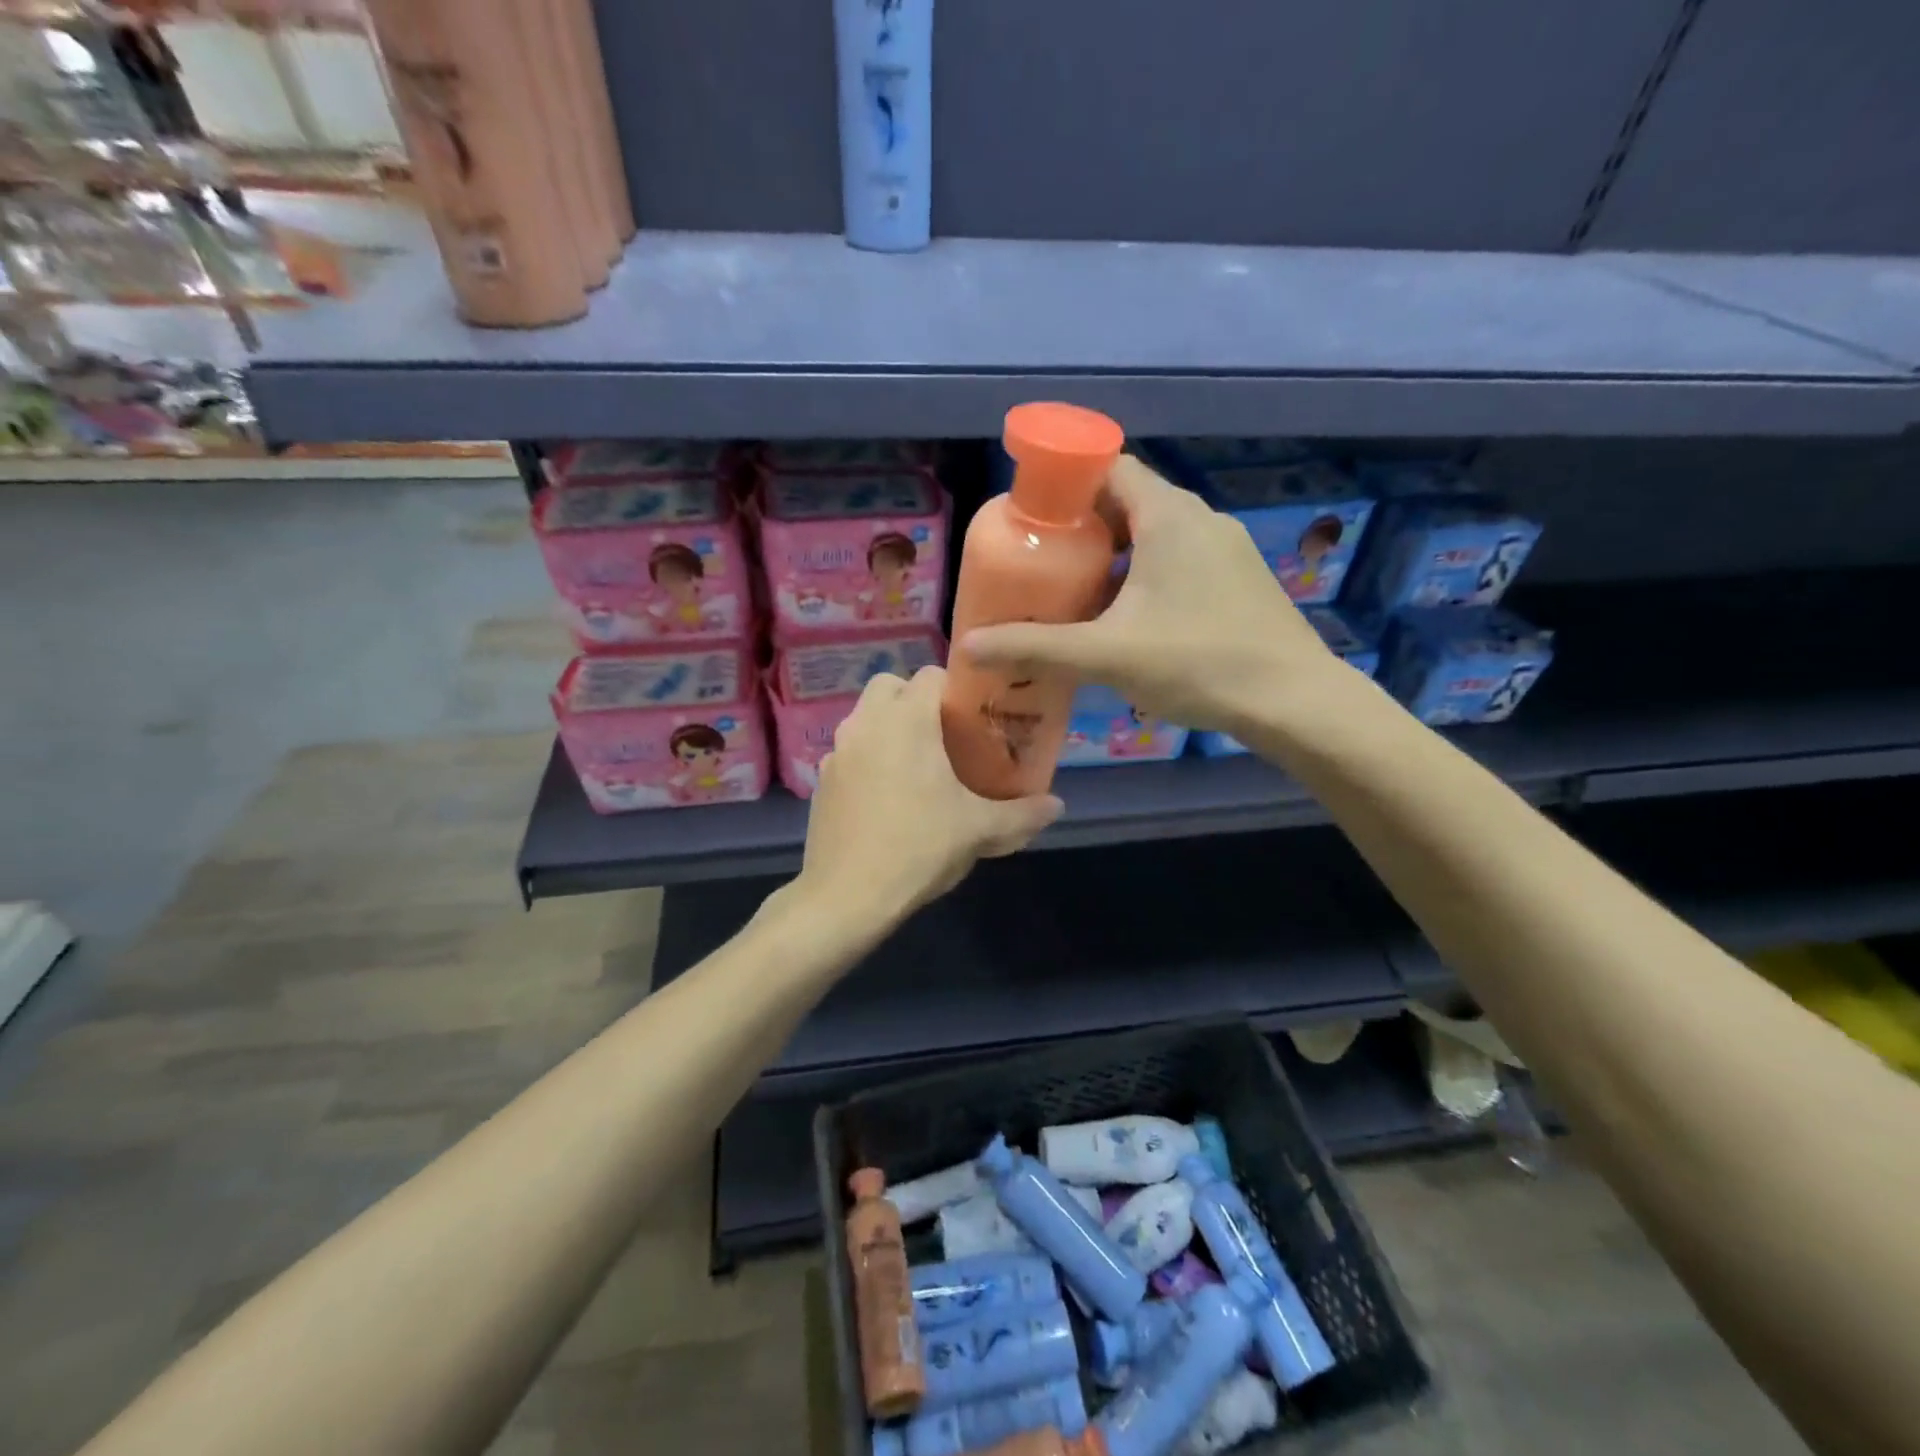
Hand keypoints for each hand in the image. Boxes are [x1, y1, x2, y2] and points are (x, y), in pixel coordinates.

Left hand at [798, 666, 1061, 918]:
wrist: (847, 895)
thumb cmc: (919, 847)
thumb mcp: (979, 830)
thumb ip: (1022, 813)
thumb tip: (1057, 805)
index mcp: (906, 720)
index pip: (930, 675)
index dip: (955, 690)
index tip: (972, 719)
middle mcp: (866, 723)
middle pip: (889, 686)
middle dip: (914, 700)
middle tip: (942, 737)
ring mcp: (837, 751)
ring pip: (865, 718)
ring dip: (888, 727)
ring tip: (916, 768)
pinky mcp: (821, 780)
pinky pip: (849, 752)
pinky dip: (867, 758)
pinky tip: (884, 797)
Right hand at [961, 456, 1359, 734]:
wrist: (1294, 701)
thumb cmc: (1198, 661)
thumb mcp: (1106, 655)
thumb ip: (1035, 648)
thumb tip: (969, 646)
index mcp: (1167, 515)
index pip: (1108, 466)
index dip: (1065, 481)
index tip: (1030, 514)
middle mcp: (1199, 519)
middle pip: (1127, 502)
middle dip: (1081, 526)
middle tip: (1042, 560)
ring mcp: (1224, 549)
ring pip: (1153, 535)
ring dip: (1113, 556)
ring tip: (1075, 593)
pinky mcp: (1237, 579)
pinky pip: (1178, 560)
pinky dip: (1143, 575)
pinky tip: (1126, 620)